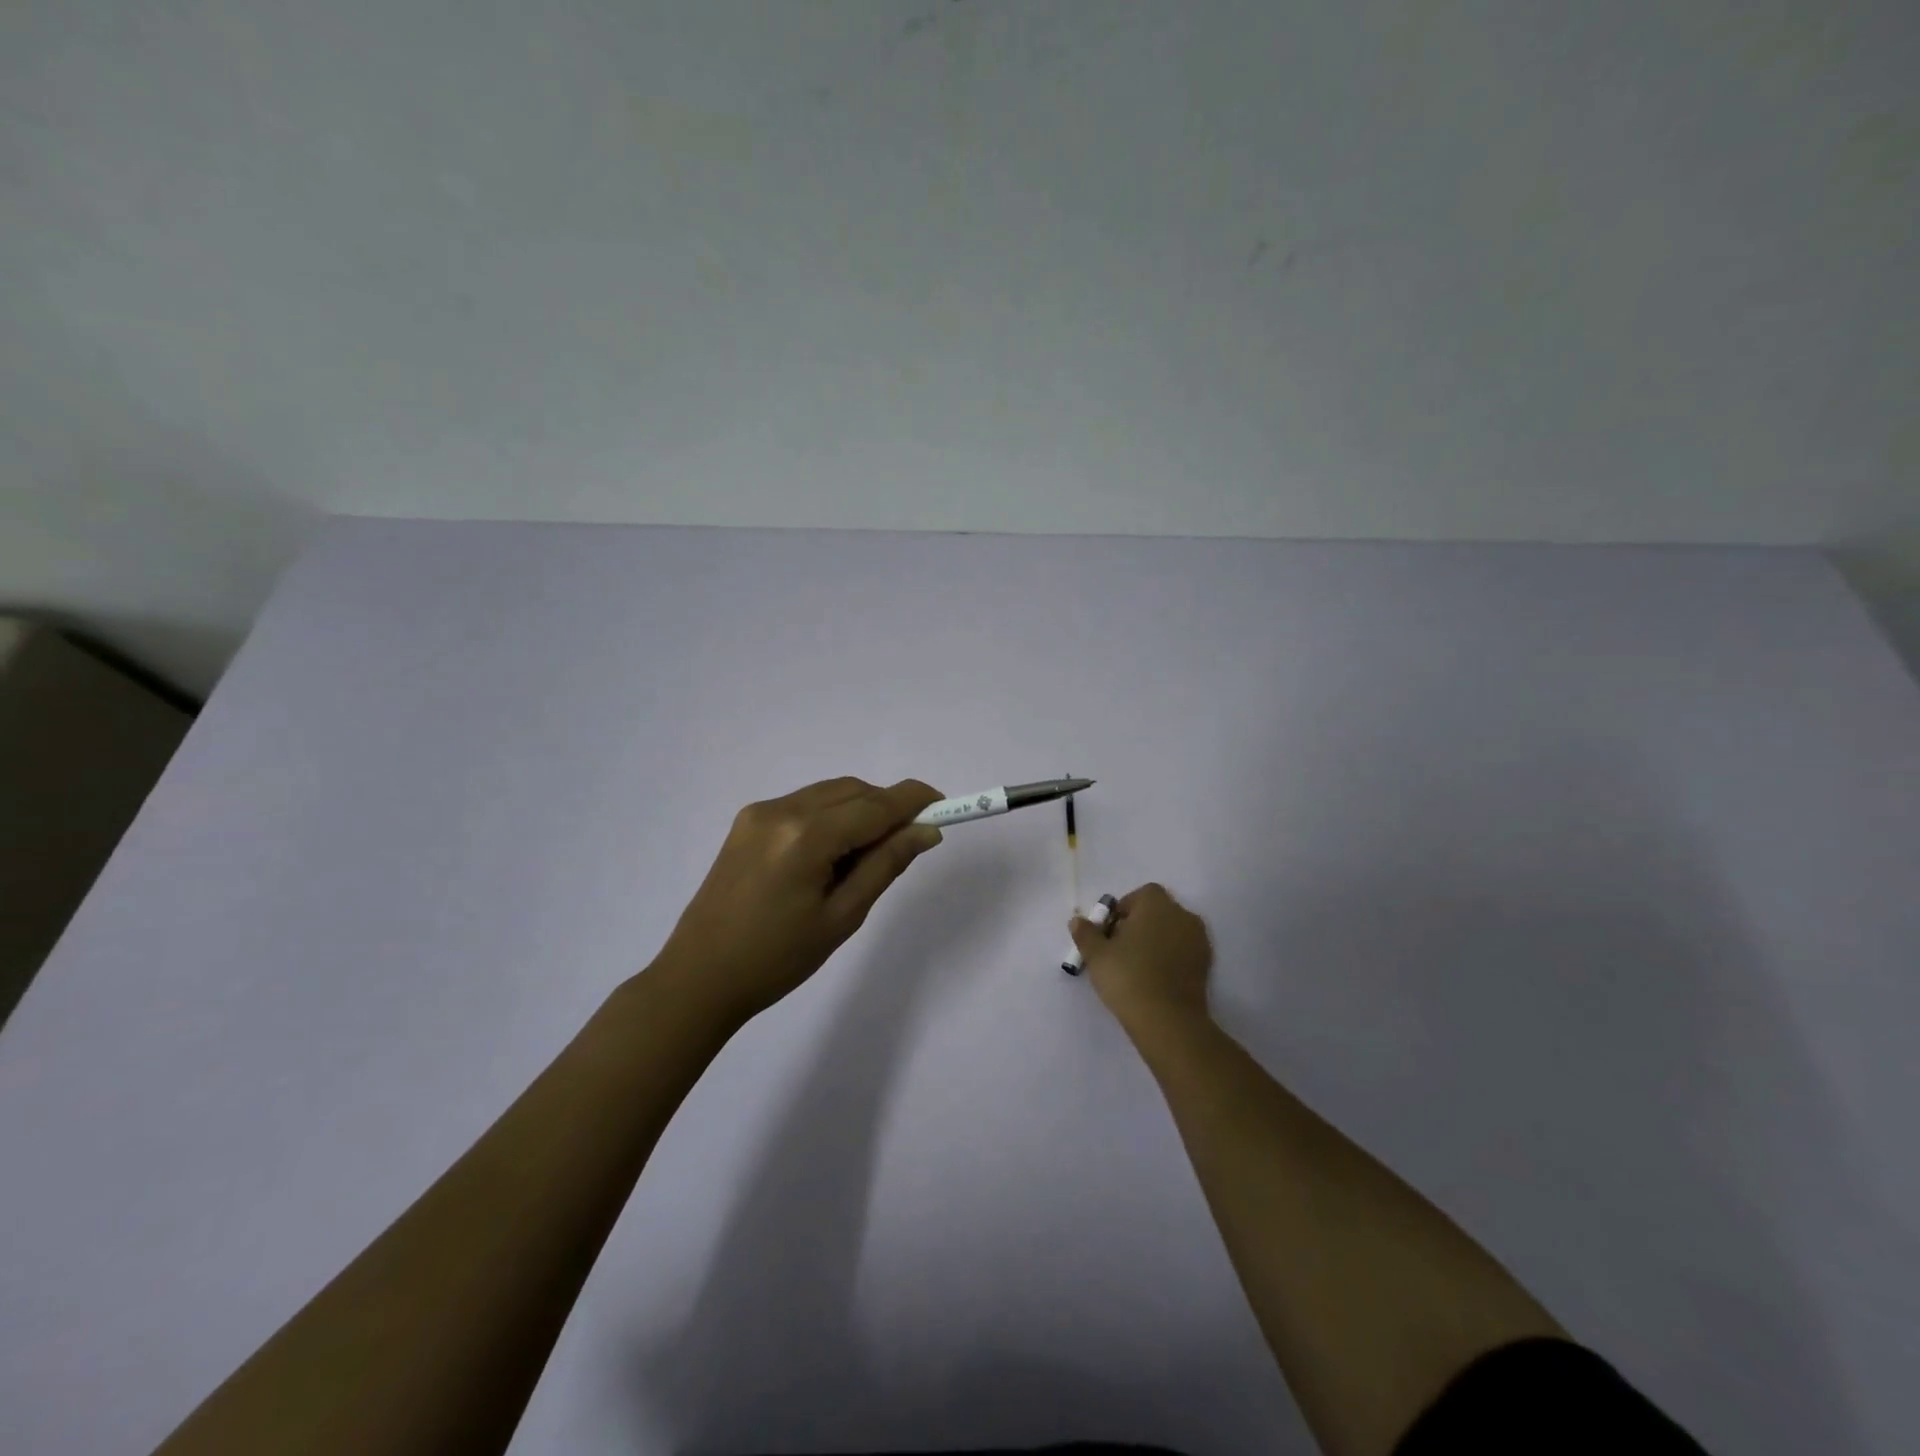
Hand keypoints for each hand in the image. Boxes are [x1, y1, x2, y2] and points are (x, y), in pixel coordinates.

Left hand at [654, 777, 944, 1024]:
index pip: (875, 804)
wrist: (699, 977)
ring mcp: (759, 812)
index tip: (945, 806)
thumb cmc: (777, 959)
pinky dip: (831, 816)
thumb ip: (886, 865)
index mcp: (806, 836)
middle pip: (853, 790)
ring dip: (859, 810)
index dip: (914, 801)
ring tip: (866, 857)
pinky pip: (805, 803)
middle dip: (887, 807)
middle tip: (908, 843)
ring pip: (829, 793)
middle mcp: (781, 809)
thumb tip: (927, 831)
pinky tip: (832, 854)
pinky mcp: (747, 821)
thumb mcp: (842, 917)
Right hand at [1070, 882, 1213, 1034]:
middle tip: (1120, 950)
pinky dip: (1170, 958)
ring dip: (1156, 941)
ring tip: (1137, 966)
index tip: (1110, 933)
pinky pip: (1183, 951)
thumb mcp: (1096, 954)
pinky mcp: (1206, 964)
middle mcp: (1182, 915)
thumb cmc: (1128, 977)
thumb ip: (1086, 933)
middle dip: (1139, 925)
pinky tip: (1154, 979)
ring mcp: (1198, 940)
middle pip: (1157, 911)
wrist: (1168, 1020)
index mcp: (1156, 904)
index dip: (1123, 910)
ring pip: (1172, 931)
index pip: (1140, 895)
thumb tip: (1077, 920)